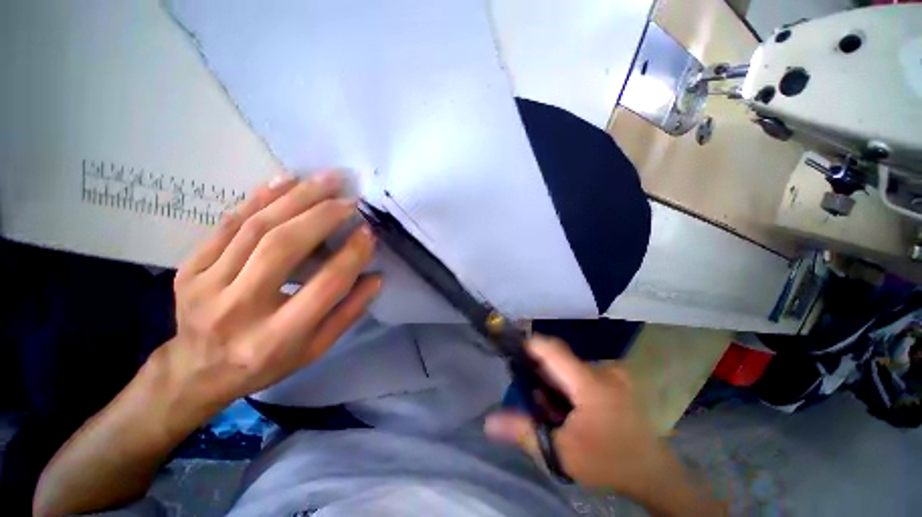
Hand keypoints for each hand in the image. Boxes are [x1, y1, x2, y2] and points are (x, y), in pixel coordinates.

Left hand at [157, 171, 380, 419]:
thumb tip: (375, 277)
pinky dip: (259, 198)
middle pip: (283, 247)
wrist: (196, 370)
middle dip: (322, 215)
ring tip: (326, 179)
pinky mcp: (189, 267)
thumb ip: (349, 312)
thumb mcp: (315, 349)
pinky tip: (284, 180)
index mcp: (277, 337)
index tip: (369, 231)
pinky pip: (228, 224)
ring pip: (255, 227)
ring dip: (296, 197)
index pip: (325, 285)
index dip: (352, 255)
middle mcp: (239, 309)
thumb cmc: (266, 364)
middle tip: (350, 197)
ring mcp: (206, 284)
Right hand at [485, 337, 666, 495]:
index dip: (528, 345)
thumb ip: (524, 432)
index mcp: (590, 383)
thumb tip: (488, 422)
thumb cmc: (608, 463)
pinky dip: (567, 384)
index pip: (551, 348)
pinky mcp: (615, 380)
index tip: (510, 352)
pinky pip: (580, 372)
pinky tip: (566, 405)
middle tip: (528, 393)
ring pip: (569, 366)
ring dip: (553, 380)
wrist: (653, 475)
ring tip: (548, 405)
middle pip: (558, 358)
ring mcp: (611, 374)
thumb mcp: (562, 452)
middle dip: (539, 372)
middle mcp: (602, 370)